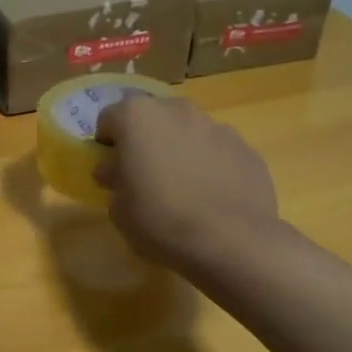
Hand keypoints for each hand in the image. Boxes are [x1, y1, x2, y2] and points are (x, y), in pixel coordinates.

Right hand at [94, 96, 279, 268]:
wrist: (231, 241)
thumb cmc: (160, 220)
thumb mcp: (119, 209)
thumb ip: (114, 180)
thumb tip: (114, 171)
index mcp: (137, 117)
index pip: (109, 119)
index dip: (106, 144)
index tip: (111, 169)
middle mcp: (177, 110)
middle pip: (152, 118)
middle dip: (145, 140)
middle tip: (144, 176)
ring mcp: (216, 126)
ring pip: (187, 131)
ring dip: (179, 149)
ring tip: (182, 188)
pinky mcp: (245, 147)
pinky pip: (217, 150)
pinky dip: (210, 165)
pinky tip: (211, 197)